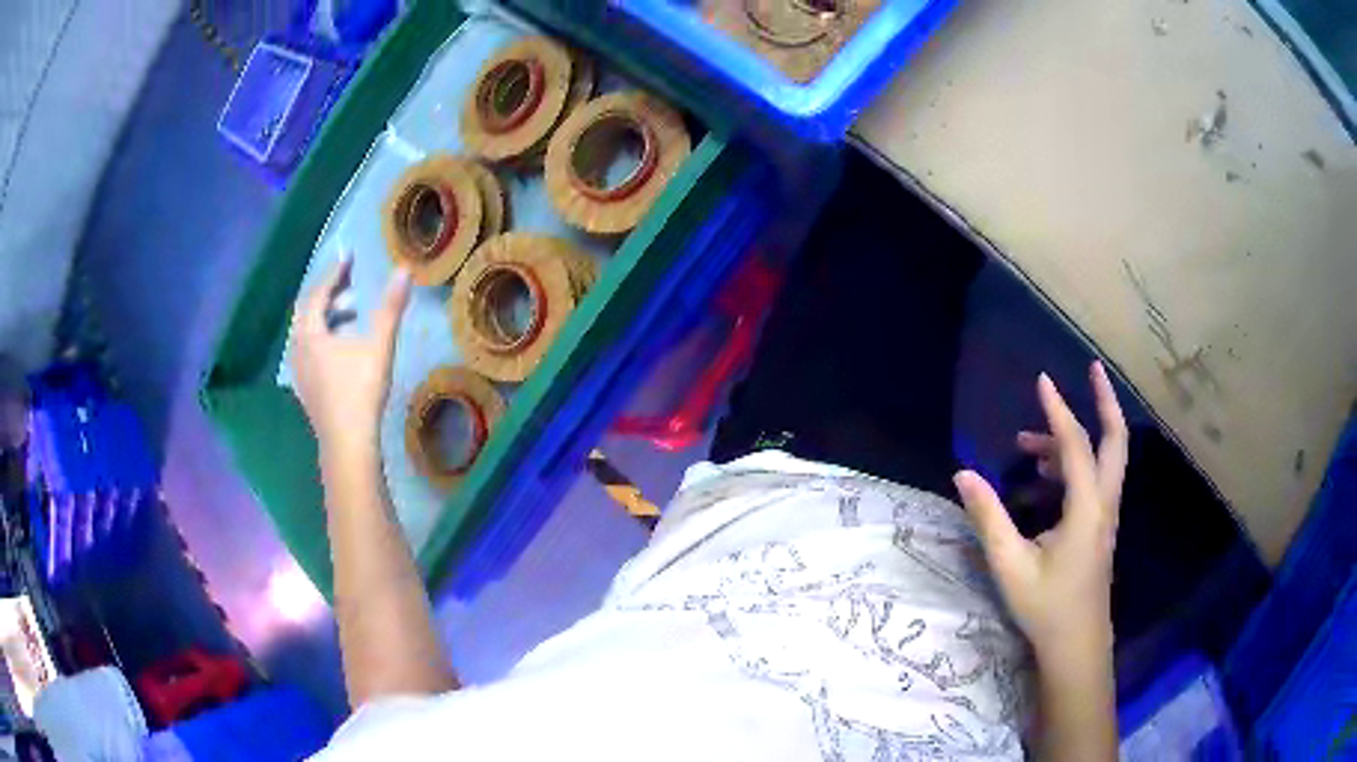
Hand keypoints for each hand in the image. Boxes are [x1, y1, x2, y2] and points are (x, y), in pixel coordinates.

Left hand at [290, 258, 411, 463]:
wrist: (347, 445)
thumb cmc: (359, 391)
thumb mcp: (378, 345)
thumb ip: (390, 307)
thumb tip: (404, 269)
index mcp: (310, 333)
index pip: (317, 293)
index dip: (334, 272)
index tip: (349, 256)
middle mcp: (298, 348)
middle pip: (307, 310)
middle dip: (328, 292)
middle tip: (350, 281)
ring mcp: (299, 371)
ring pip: (308, 332)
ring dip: (327, 316)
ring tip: (352, 311)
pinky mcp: (306, 388)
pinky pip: (309, 350)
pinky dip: (324, 337)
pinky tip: (343, 346)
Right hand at [953, 361, 1127, 659]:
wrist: (1076, 645)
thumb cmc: (1045, 607)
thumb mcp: (1010, 565)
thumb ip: (989, 518)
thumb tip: (963, 474)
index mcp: (1086, 510)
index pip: (1076, 446)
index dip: (1058, 411)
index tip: (1041, 380)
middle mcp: (1104, 504)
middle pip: (1115, 441)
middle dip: (1106, 401)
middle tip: (1094, 369)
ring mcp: (1106, 516)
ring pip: (1105, 460)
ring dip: (1078, 438)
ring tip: (1031, 441)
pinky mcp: (1101, 528)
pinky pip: (1096, 480)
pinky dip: (1075, 463)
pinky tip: (1044, 475)